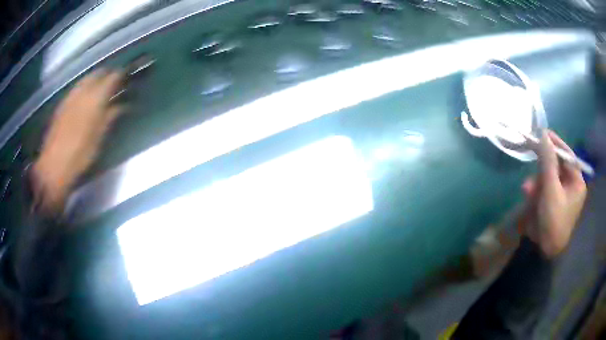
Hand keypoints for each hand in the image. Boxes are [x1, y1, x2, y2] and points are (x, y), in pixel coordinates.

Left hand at [33, 70, 124, 212]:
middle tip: (114, 82)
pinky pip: (76, 88)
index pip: (112, 77)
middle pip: (97, 73)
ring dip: (95, 80)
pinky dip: (84, 88)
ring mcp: (70, 97)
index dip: (121, 75)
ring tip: (100, 89)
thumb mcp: (98, 138)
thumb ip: (110, 117)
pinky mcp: (62, 104)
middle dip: (107, 74)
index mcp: (95, 99)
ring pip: (86, 79)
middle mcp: (82, 92)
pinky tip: (85, 98)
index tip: (127, 77)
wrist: (53, 166)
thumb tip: (123, 105)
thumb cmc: (79, 155)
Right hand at [521, 130, 586, 257]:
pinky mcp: (552, 201)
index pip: (568, 156)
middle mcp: (571, 185)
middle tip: (532, 165)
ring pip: (548, 177)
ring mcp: (562, 194)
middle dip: (543, 169)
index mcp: (577, 182)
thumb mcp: (551, 190)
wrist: (544, 251)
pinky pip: (544, 188)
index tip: (542, 133)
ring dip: (537, 182)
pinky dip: (536, 190)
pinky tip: (528, 196)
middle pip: (557, 166)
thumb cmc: (553, 221)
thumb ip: (548, 162)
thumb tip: (544, 134)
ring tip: (527, 191)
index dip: (555, 144)